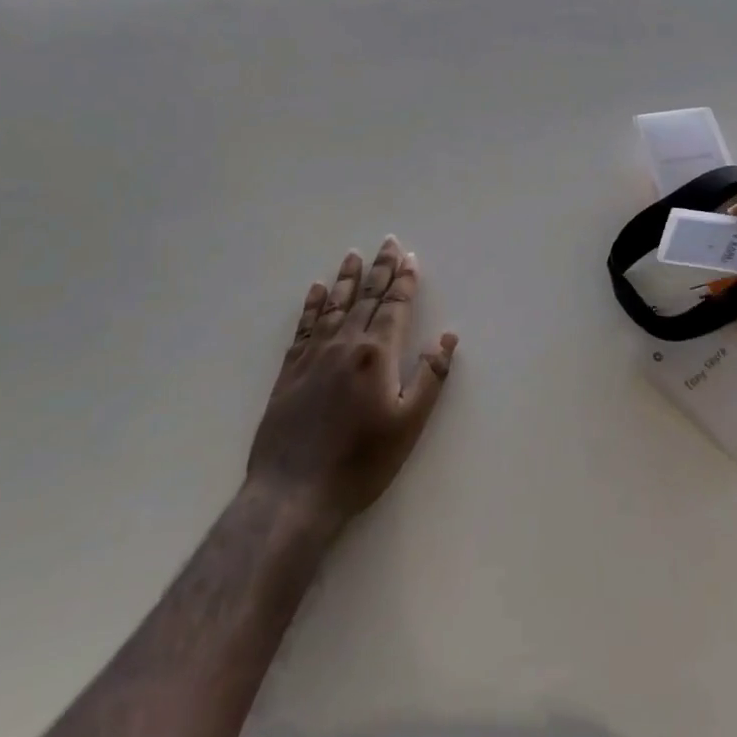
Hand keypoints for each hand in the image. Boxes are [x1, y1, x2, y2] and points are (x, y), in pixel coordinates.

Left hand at [246, 236, 457, 526]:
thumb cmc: (361, 463)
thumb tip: (447, 338)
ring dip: (346, 278)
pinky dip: (312, 305)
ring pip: (334, 306)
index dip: (404, 281)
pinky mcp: (289, 372)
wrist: (293, 493)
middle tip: (387, 242)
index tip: (410, 258)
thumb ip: (430, 378)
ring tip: (353, 255)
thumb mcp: (409, 425)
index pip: (394, 307)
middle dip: (380, 269)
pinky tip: (315, 290)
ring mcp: (313, 356)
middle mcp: (345, 344)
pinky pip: (304, 326)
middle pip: (365, 297)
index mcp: (376, 354)